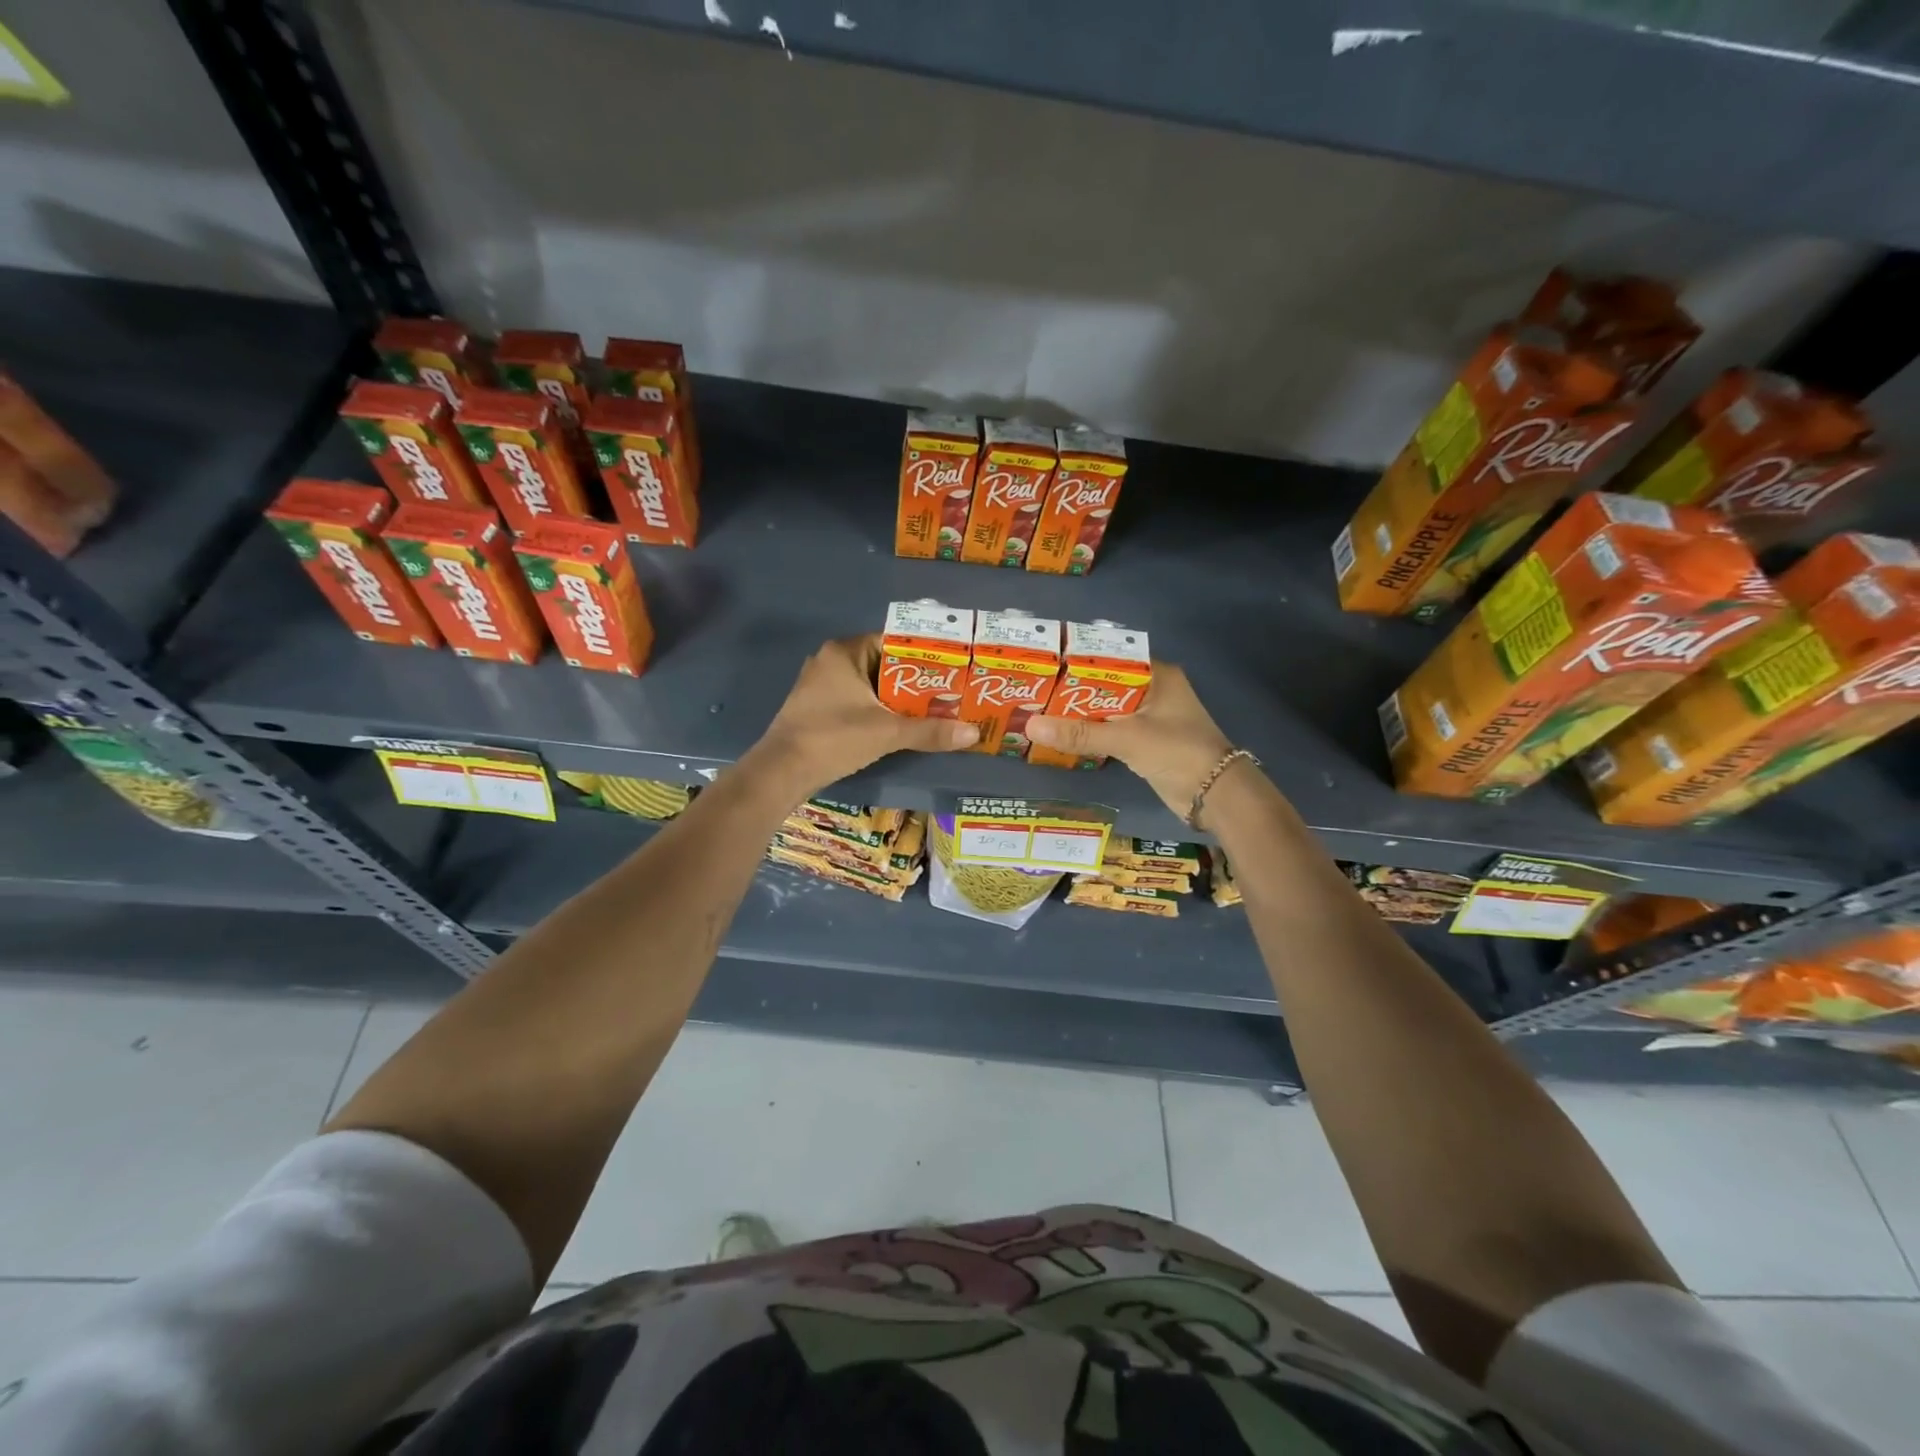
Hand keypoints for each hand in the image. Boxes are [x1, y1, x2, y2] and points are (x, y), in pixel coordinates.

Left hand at [748, 634, 978, 796]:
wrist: (782, 771)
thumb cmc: (834, 737)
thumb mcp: (887, 732)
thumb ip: (930, 731)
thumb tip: (974, 733)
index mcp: (844, 652)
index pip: (893, 642)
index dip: (923, 656)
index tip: (950, 670)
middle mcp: (829, 661)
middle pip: (883, 664)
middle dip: (913, 680)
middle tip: (947, 692)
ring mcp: (819, 685)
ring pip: (869, 685)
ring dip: (896, 698)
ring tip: (931, 710)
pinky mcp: (815, 708)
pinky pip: (855, 700)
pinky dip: (877, 709)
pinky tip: (898, 725)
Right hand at [1025, 662, 1234, 824]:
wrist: (1215, 795)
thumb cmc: (1177, 752)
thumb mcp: (1126, 738)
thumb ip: (1080, 733)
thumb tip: (1030, 725)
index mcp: (1156, 675)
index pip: (1109, 658)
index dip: (1077, 660)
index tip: (1043, 664)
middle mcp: (1153, 690)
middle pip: (1103, 684)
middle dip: (1071, 690)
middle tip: (1031, 690)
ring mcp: (1150, 717)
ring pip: (1105, 709)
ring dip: (1078, 714)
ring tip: (1038, 710)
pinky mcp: (1145, 741)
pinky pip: (1110, 730)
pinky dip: (1090, 733)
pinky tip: (1062, 735)